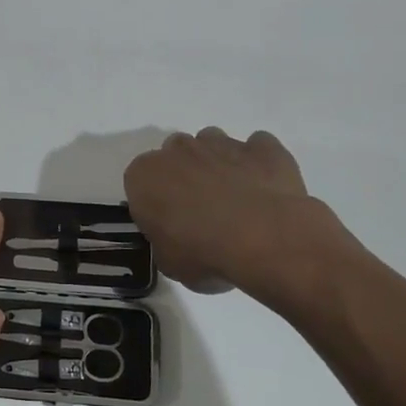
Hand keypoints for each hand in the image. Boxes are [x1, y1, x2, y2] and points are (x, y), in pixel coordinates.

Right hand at [123, 127, 358, 297]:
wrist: (265, 240)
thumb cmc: (204, 253)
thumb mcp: (169, 262)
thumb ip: (164, 240)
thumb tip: (175, 238)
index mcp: (146, 175)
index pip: (140, 182)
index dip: (154, 202)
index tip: (167, 223)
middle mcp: (179, 150)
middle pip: (176, 154)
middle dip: (185, 175)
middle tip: (201, 210)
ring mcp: (223, 143)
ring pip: (213, 144)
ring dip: (218, 163)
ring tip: (235, 198)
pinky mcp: (263, 147)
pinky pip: (258, 148)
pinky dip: (259, 163)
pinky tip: (265, 188)